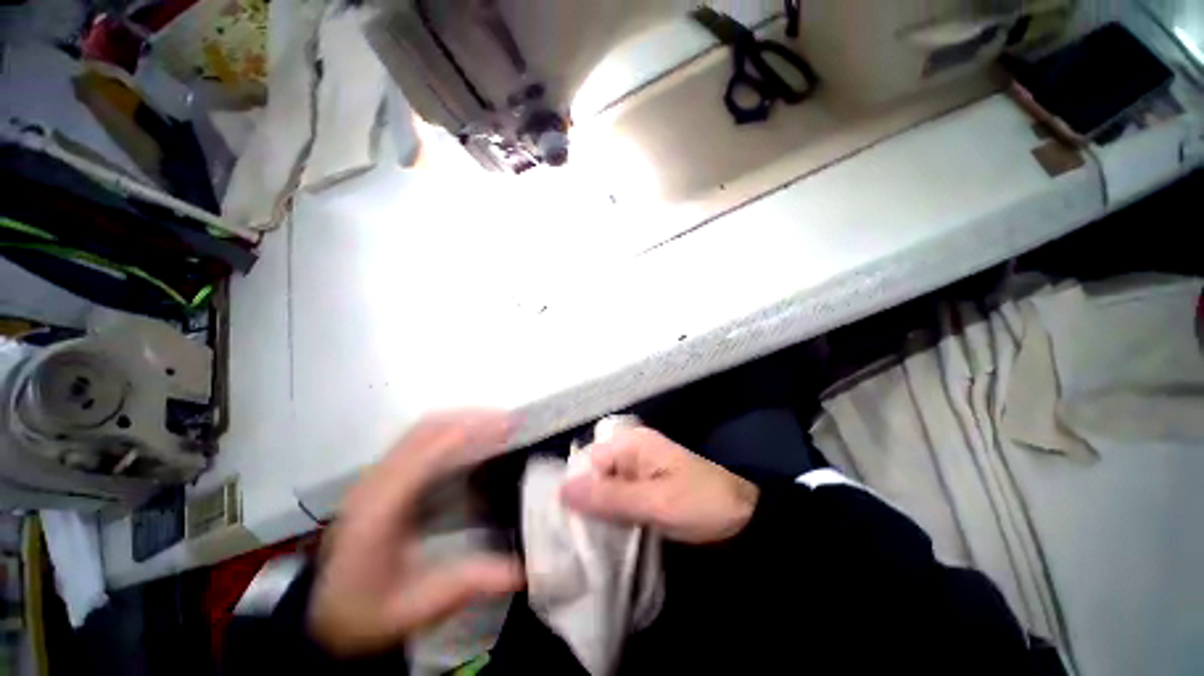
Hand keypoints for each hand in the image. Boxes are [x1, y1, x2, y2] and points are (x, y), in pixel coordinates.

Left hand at [309, 411, 523, 655]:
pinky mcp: (380, 477)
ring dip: (461, 419)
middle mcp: (374, 483)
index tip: (507, 426)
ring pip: (421, 429)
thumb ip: (470, 582)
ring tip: (496, 424)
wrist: (323, 618)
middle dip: (471, 418)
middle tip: (509, 421)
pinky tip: (470, 440)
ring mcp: (374, 476)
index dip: (470, 433)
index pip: (429, 454)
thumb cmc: (368, 613)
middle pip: (425, 430)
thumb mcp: (419, 607)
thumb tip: (523, 570)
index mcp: (380, 511)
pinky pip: (418, 439)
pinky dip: (449, 430)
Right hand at [561, 427, 758, 543]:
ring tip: (582, 543)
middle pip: (593, 474)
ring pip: (603, 489)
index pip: (588, 461)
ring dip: (596, 513)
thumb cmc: (701, 504)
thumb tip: (562, 490)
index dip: (575, 489)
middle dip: (584, 504)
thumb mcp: (655, 503)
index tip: (565, 525)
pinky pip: (617, 499)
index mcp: (631, 443)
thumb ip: (609, 497)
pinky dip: (610, 516)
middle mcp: (630, 451)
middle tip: (572, 539)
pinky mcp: (643, 488)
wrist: (743, 519)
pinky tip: (602, 538)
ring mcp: (637, 470)